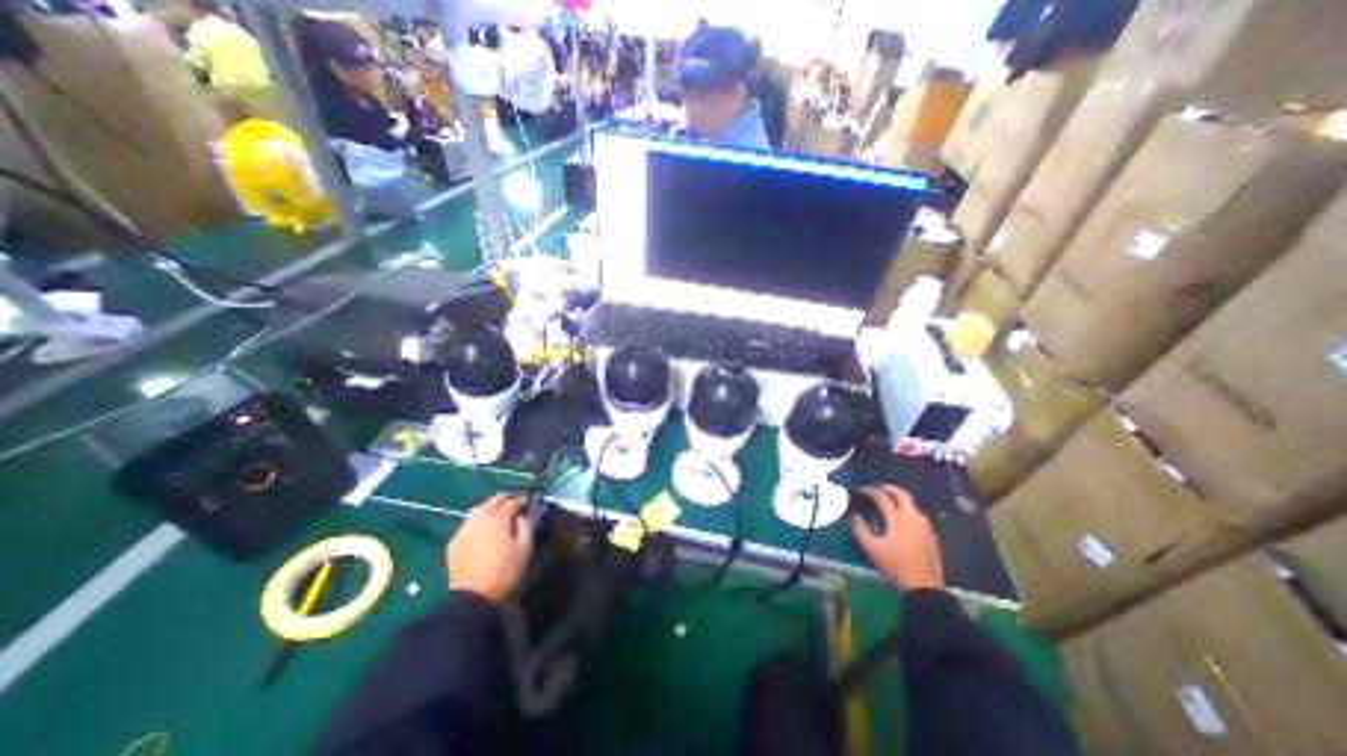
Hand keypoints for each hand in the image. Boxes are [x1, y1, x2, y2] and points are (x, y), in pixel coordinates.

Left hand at [443, 494, 523, 603]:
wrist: (474, 597)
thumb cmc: (506, 572)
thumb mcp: (525, 548)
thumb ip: (525, 526)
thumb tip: (520, 516)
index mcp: (498, 520)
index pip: (511, 502)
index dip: (520, 500)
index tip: (526, 502)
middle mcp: (480, 519)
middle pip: (492, 501)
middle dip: (504, 498)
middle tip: (512, 502)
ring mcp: (464, 530)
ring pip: (477, 510)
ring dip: (488, 508)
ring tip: (495, 515)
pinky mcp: (454, 542)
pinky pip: (467, 525)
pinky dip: (477, 523)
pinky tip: (481, 532)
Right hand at [858, 488, 938, 592]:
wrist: (924, 587)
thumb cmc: (895, 565)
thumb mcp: (872, 549)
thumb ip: (860, 530)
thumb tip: (854, 516)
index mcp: (897, 518)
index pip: (882, 496)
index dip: (870, 491)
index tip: (860, 490)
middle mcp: (912, 517)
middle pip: (902, 495)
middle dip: (889, 489)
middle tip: (878, 489)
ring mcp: (924, 526)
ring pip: (912, 505)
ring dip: (900, 499)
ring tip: (890, 503)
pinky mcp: (931, 536)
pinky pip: (919, 516)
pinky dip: (908, 511)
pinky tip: (904, 521)